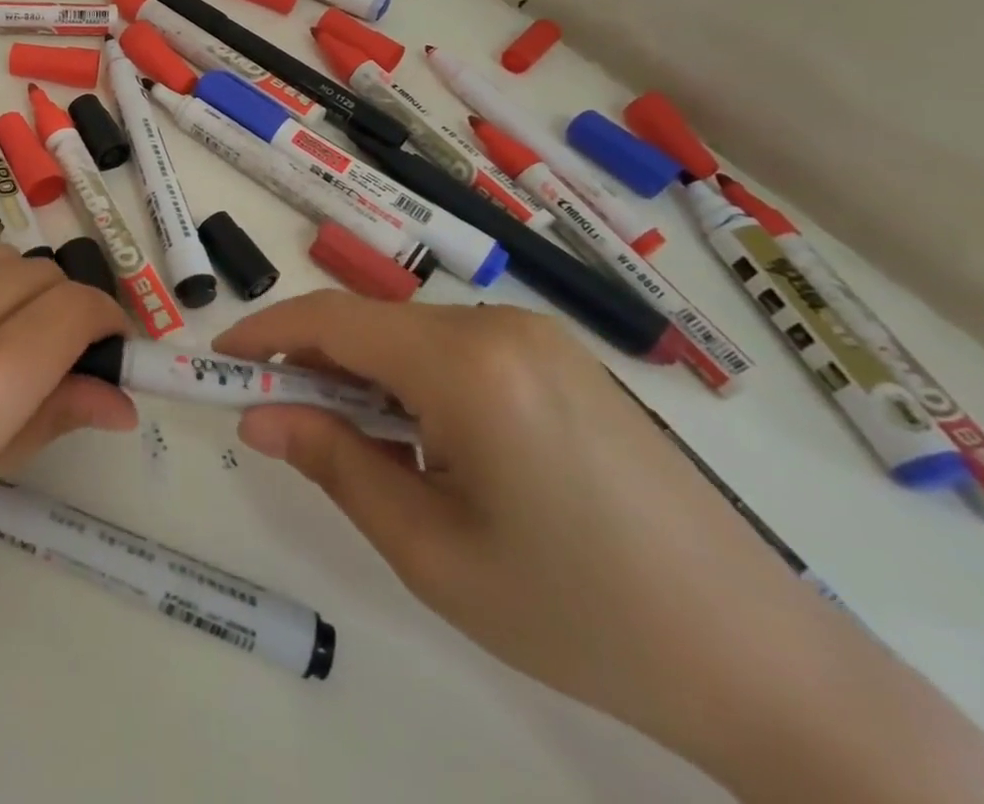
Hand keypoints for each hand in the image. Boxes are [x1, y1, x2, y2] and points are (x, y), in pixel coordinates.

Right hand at [212, 295, 843, 772]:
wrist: (763, 664)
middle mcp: (501, 327)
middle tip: (276, 416)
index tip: (219, 359)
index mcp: (468, 365)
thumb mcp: (431, 550)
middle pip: (372, 324)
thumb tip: (257, 416)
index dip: (266, 331)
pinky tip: (428, 443)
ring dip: (365, 375)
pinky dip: (414, 380)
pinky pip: (457, 349)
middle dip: (313, 361)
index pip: (333, 320)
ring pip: (412, 335)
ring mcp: (540, 338)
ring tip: (358, 445)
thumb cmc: (580, 616)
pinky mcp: (564, 360)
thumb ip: (333, 464)